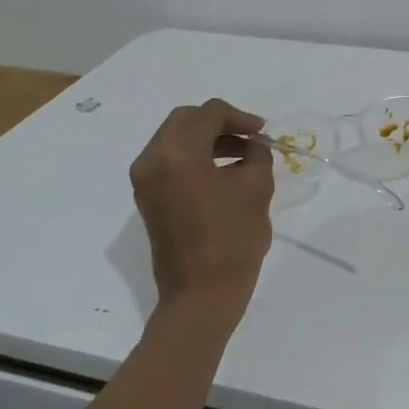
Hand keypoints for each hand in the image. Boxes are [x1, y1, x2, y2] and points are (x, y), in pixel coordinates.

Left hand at [129, 98, 275, 322]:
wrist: (202, 294)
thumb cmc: (233, 238)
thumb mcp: (256, 186)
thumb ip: (256, 154)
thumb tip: (252, 146)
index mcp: (177, 154)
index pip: (209, 114)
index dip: (240, 117)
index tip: (263, 132)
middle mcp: (152, 160)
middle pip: (186, 120)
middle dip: (220, 123)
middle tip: (250, 136)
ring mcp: (145, 180)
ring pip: (176, 139)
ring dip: (208, 139)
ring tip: (243, 154)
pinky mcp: (148, 198)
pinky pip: (170, 160)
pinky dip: (196, 156)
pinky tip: (224, 171)